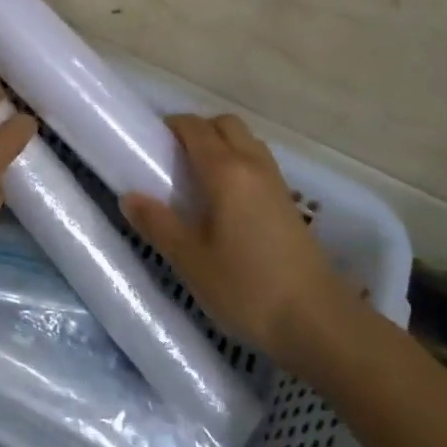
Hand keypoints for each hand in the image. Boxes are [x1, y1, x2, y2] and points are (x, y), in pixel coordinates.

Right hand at [122, 114, 351, 374]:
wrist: (318, 322)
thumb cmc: (247, 288)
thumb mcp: (191, 260)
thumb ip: (158, 224)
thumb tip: (129, 197)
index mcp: (226, 170)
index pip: (195, 128)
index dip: (172, 126)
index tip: (151, 140)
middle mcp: (253, 165)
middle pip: (225, 124)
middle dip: (199, 129)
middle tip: (174, 158)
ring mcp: (276, 183)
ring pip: (246, 141)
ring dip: (222, 145)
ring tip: (199, 179)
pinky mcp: (290, 204)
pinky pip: (258, 163)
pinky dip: (239, 164)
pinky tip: (227, 202)